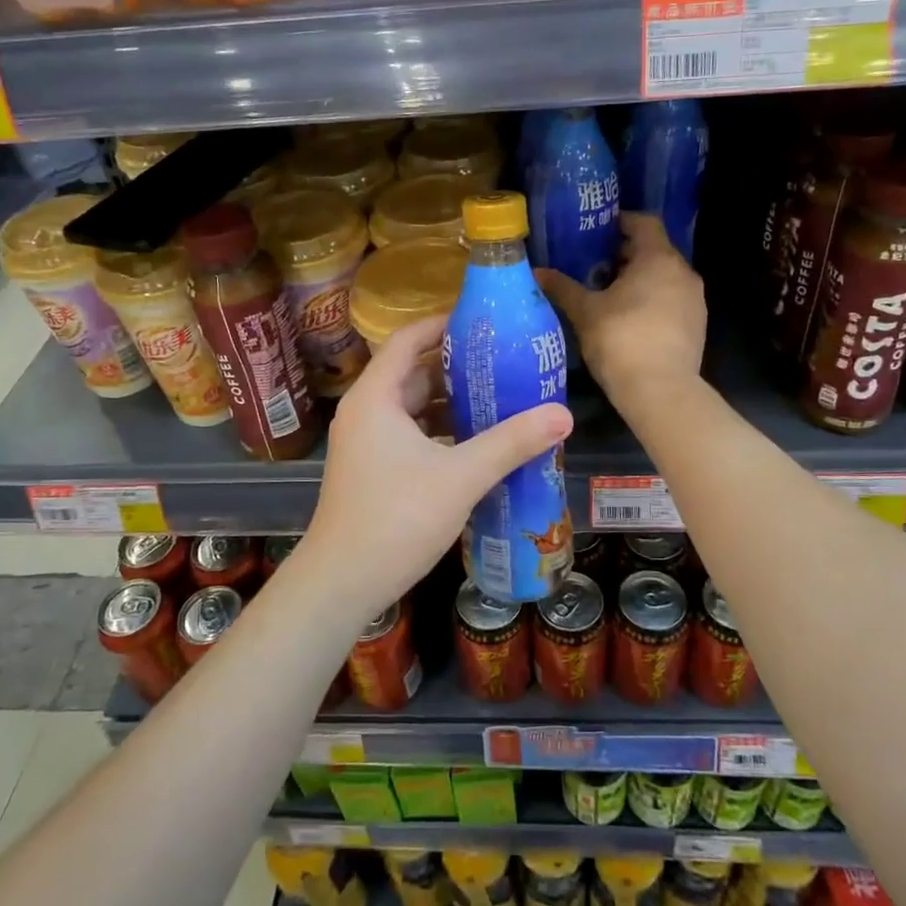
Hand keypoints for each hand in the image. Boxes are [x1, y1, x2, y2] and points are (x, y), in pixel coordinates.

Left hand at [297, 316, 572, 618]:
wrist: (342, 583)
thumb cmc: (396, 519)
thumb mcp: (460, 476)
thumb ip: (512, 443)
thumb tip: (563, 414)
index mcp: (375, 398)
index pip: (407, 340)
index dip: (443, 324)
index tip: (483, 322)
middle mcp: (365, 412)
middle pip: (412, 373)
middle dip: (457, 366)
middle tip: (505, 362)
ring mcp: (366, 443)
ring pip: (412, 408)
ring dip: (451, 402)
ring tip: (500, 397)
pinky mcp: (372, 469)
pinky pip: (410, 435)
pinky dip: (441, 431)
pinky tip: (477, 443)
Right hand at [537, 212, 705, 411]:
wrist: (661, 391)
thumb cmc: (621, 340)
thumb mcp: (585, 312)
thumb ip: (563, 288)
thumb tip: (537, 271)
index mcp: (659, 259)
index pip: (644, 222)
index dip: (621, 221)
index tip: (597, 230)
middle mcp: (683, 272)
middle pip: (654, 250)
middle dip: (624, 254)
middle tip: (593, 264)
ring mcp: (694, 300)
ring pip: (664, 277)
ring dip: (638, 280)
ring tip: (607, 293)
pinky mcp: (697, 325)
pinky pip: (671, 300)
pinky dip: (651, 300)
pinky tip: (628, 319)